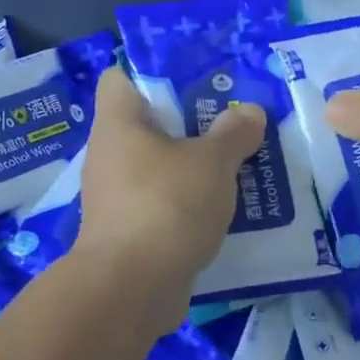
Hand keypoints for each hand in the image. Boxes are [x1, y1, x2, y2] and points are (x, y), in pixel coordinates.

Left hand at [75, 66, 264, 291]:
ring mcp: (116, 194)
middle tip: (233, 118)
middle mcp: (110, 152)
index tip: (194, 77)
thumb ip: (233, 133)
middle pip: (148, 122)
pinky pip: (162, 200)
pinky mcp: (129, 229)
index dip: (153, 71)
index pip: (120, 76)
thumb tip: (249, 111)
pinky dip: (187, 200)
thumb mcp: (211, 163)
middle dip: (190, 120)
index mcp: (119, 121)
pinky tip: (224, 205)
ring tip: (238, 159)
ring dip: (193, 164)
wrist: (130, 289)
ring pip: (158, 164)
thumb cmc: (166, 205)